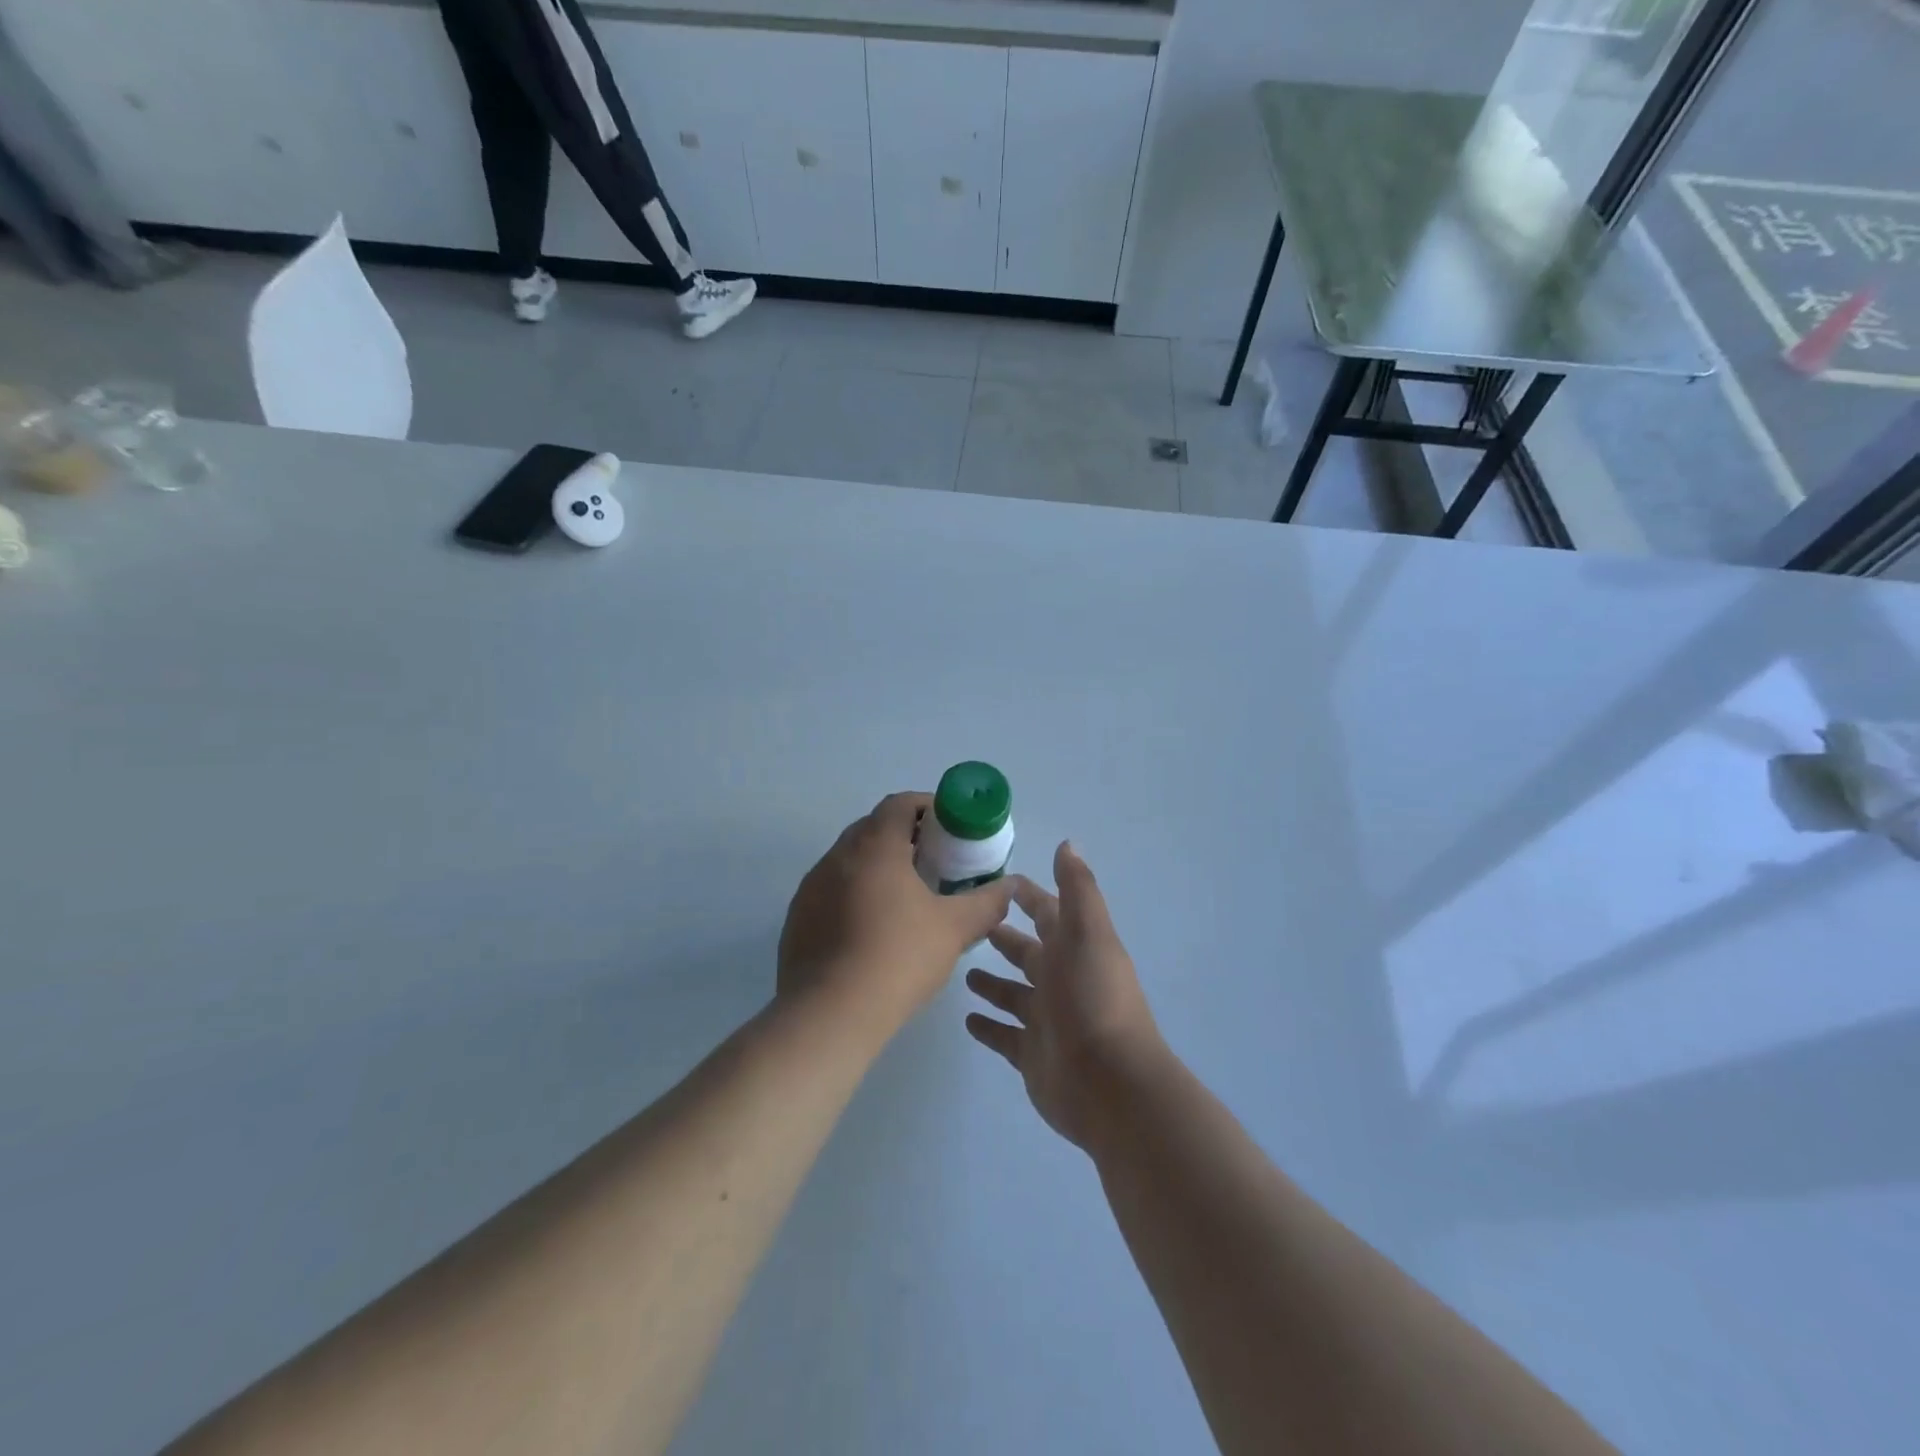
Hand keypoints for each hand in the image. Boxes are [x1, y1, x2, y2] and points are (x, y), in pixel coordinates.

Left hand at [778, 792, 1015, 1038]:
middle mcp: (837, 856)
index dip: (929, 807)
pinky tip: (873, 928)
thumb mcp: (955, 928)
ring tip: (907, 897)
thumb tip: (1008, 887)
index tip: (951, 829)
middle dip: (906, 836)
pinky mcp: (798, 917)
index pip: (900, 803)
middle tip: (936, 862)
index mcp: (874, 846)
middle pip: (874, 828)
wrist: (829, 1014)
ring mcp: (812, 886)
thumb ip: (987, 902)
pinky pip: (832, 889)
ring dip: (879, 866)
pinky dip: (855, 893)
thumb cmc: (898, 957)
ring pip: (851, 860)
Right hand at [965, 842, 1164, 1148]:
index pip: (1047, 913)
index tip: (999, 882)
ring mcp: (1045, 1019)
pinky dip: (988, 1027)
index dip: (1029, 896)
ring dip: (992, 982)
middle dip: (1005, 938)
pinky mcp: (1031, 1054)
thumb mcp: (1088, 933)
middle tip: (970, 925)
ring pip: (1013, 994)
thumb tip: (1067, 844)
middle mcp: (1060, 980)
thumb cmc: (1093, 998)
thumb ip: (1076, 888)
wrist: (1109, 1084)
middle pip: (1028, 953)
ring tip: (962, 970)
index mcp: (1074, 948)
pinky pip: (1004, 1035)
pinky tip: (966, 1019)